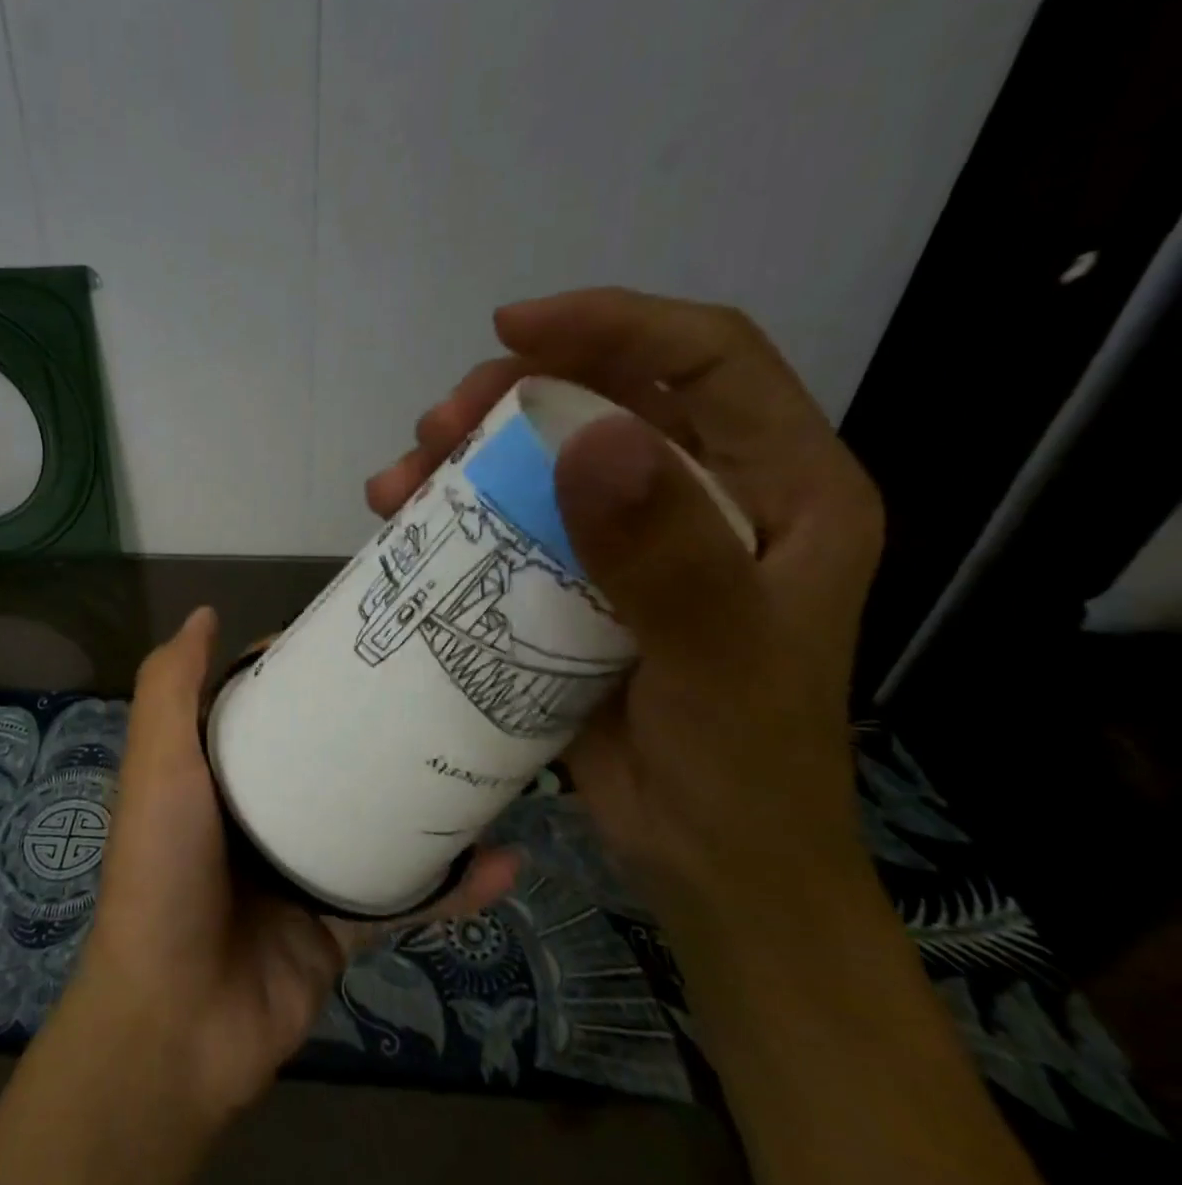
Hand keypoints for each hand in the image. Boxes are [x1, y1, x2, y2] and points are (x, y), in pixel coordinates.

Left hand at [69, 606, 520, 1128]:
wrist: (178, 1019)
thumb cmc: (164, 870)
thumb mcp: (158, 764)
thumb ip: (170, 688)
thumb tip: (204, 613)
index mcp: (217, 773)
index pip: (265, 705)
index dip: (303, 671)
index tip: (358, 642)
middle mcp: (260, 814)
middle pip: (326, 756)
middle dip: (375, 727)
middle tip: (439, 691)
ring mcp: (303, 870)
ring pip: (374, 821)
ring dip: (426, 799)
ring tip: (485, 760)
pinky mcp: (341, 925)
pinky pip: (405, 897)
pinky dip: (454, 886)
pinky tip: (505, 860)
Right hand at [365, 288, 884, 949]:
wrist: (709, 862)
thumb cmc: (741, 768)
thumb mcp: (715, 662)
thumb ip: (664, 555)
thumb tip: (590, 437)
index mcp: (781, 491)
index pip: (708, 360)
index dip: (612, 322)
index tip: (510, 326)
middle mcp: (708, 498)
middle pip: (608, 397)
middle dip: (514, 392)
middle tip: (438, 423)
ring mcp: (636, 540)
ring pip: (547, 458)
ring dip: (469, 452)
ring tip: (402, 477)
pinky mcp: (579, 583)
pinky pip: (513, 522)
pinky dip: (456, 512)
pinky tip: (404, 521)